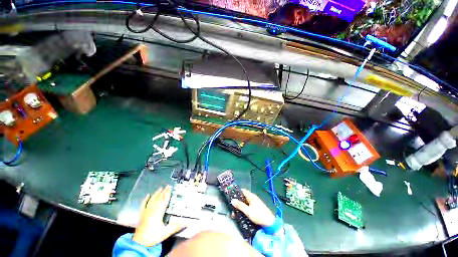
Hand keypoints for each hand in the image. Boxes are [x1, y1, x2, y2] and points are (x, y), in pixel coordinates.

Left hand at [132, 185, 184, 246]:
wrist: (139, 243)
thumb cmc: (153, 237)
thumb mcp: (165, 233)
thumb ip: (176, 227)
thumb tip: (187, 223)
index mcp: (158, 213)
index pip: (164, 201)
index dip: (167, 194)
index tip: (170, 188)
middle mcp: (152, 210)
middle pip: (159, 199)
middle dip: (163, 192)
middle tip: (167, 186)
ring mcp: (146, 212)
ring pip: (152, 200)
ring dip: (156, 194)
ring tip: (160, 188)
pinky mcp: (141, 215)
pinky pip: (143, 205)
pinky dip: (145, 199)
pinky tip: (147, 195)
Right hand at [231, 189, 275, 226]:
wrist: (269, 222)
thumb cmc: (258, 215)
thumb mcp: (248, 211)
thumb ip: (240, 205)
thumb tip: (232, 200)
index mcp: (251, 196)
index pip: (243, 191)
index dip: (237, 192)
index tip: (231, 195)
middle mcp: (253, 198)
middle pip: (244, 196)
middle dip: (238, 200)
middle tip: (232, 204)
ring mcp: (255, 202)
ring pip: (246, 201)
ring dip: (241, 204)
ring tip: (235, 209)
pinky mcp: (256, 207)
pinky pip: (248, 205)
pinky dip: (244, 207)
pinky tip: (241, 211)